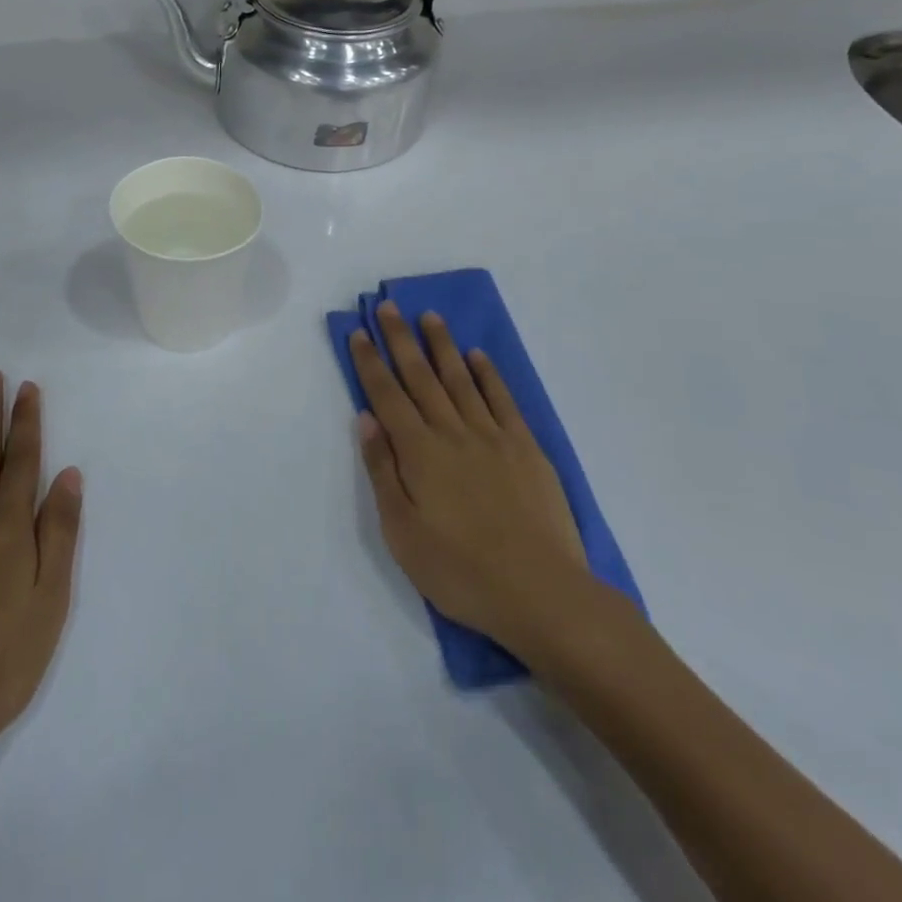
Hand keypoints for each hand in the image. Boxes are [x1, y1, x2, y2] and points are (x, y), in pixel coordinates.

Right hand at [350, 302, 603, 666]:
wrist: (542, 594)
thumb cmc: (460, 570)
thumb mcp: (402, 531)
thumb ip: (383, 470)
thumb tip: (366, 419)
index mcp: (418, 452)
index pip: (386, 395)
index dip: (370, 362)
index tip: (359, 333)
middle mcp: (452, 432)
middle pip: (420, 376)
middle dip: (401, 339)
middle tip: (389, 307)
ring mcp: (492, 437)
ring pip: (460, 379)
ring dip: (442, 346)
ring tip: (430, 317)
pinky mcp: (526, 449)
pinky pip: (502, 400)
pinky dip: (488, 375)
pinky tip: (477, 357)